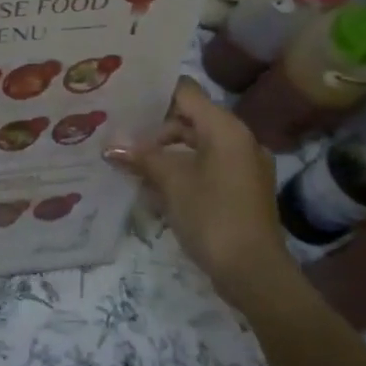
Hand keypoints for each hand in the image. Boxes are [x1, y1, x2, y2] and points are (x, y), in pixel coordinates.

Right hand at [105, 78, 288, 305]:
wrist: (254, 272)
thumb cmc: (212, 215)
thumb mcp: (171, 182)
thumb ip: (142, 157)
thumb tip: (111, 145)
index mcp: (226, 129)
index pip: (186, 93)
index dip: (155, 94)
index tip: (124, 101)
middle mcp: (239, 140)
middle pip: (190, 120)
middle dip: (155, 130)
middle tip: (120, 137)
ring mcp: (243, 166)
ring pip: (197, 146)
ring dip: (165, 154)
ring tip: (130, 164)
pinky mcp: (241, 190)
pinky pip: (207, 167)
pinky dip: (182, 171)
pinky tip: (153, 187)